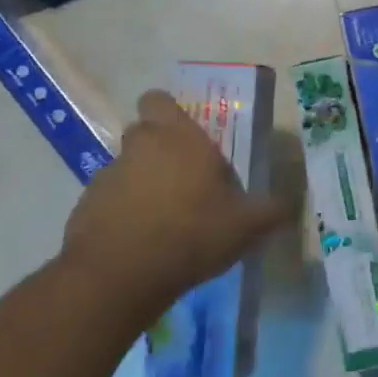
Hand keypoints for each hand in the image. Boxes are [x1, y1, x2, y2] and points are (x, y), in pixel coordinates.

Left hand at [60, 90, 293, 314]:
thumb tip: (291, 203)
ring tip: (167, 219)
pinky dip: (124, 213)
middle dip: (162, 150)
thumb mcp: (247, 225)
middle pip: (145, 133)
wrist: (119, 276)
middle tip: (187, 180)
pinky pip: (111, 200)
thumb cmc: (192, 233)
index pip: (159, 100)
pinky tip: (143, 242)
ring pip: (128, 167)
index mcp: (178, 137)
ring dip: (143, 183)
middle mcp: (140, 146)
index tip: (188, 136)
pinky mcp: (86, 207)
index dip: (170, 113)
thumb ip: (271, 210)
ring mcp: (108, 176)